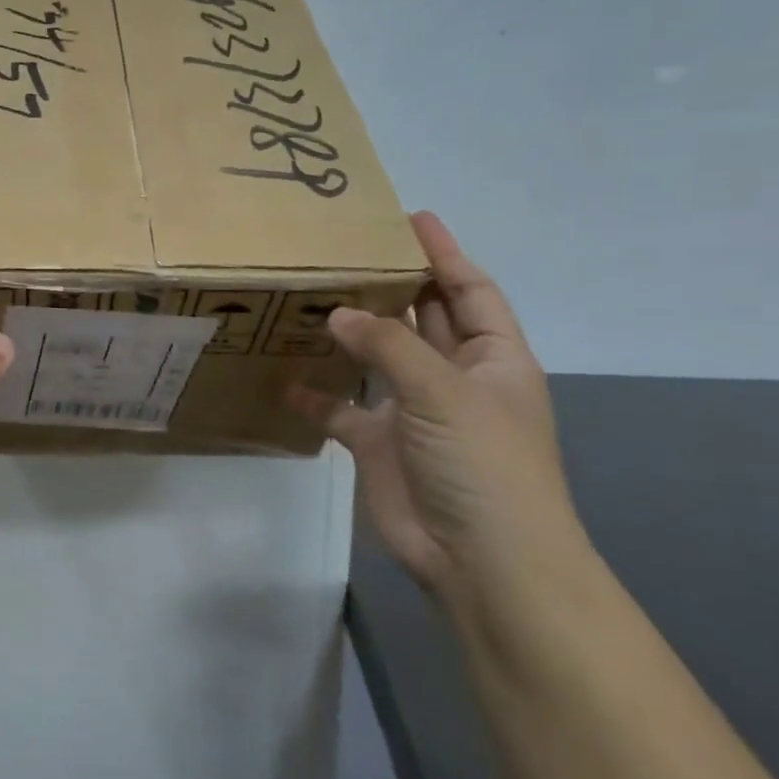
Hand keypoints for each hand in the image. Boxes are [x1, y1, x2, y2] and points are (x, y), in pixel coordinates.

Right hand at [293, 211, 588, 613]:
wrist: (481, 561)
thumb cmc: (483, 465)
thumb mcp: (444, 392)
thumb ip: (388, 346)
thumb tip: (336, 313)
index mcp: (493, 360)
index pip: (469, 291)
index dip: (443, 254)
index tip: (410, 218)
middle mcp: (454, 379)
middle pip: (422, 319)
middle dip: (391, 286)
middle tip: (344, 251)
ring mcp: (415, 413)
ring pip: (377, 359)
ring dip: (348, 335)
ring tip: (307, 298)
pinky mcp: (379, 444)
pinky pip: (343, 408)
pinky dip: (317, 394)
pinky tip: (285, 377)